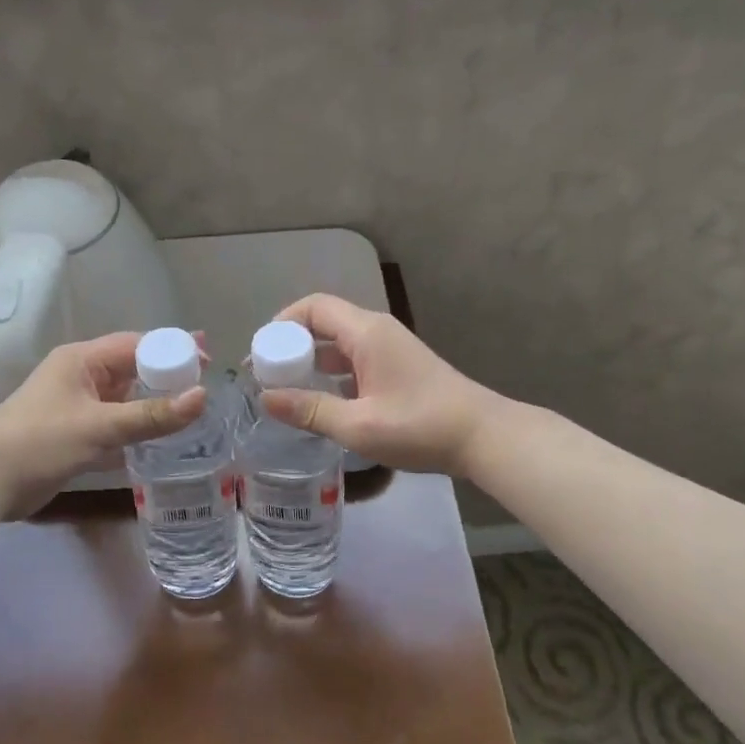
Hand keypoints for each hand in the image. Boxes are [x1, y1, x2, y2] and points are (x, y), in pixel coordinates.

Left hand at [0, 332, 204, 516]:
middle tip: (205, 385)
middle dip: (167, 376)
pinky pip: (115, 423)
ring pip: (125, 399)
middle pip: (133, 370)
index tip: (206, 361)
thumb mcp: (101, 426)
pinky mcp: (74, 434)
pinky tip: (161, 440)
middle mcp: (81, 376)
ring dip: (153, 404)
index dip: (173, 350)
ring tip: (192, 411)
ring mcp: (77, 406)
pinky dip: (137, 428)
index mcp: (83, 360)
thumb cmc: (42, 441)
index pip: (137, 345)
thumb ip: (152, 415)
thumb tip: (202, 397)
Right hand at [261, 294, 502, 477]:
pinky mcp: (398, 368)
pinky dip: (332, 373)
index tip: (261, 352)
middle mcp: (376, 331)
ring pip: (339, 343)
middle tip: (268, 375)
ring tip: (287, 389)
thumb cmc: (420, 427)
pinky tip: (322, 401)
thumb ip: (310, 410)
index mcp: (366, 332)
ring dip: (312, 361)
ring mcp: (390, 349)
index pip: (314, 307)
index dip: (282, 322)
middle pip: (324, 322)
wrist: (483, 436)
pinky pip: (354, 359)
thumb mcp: (358, 425)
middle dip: (292, 344)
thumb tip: (265, 398)